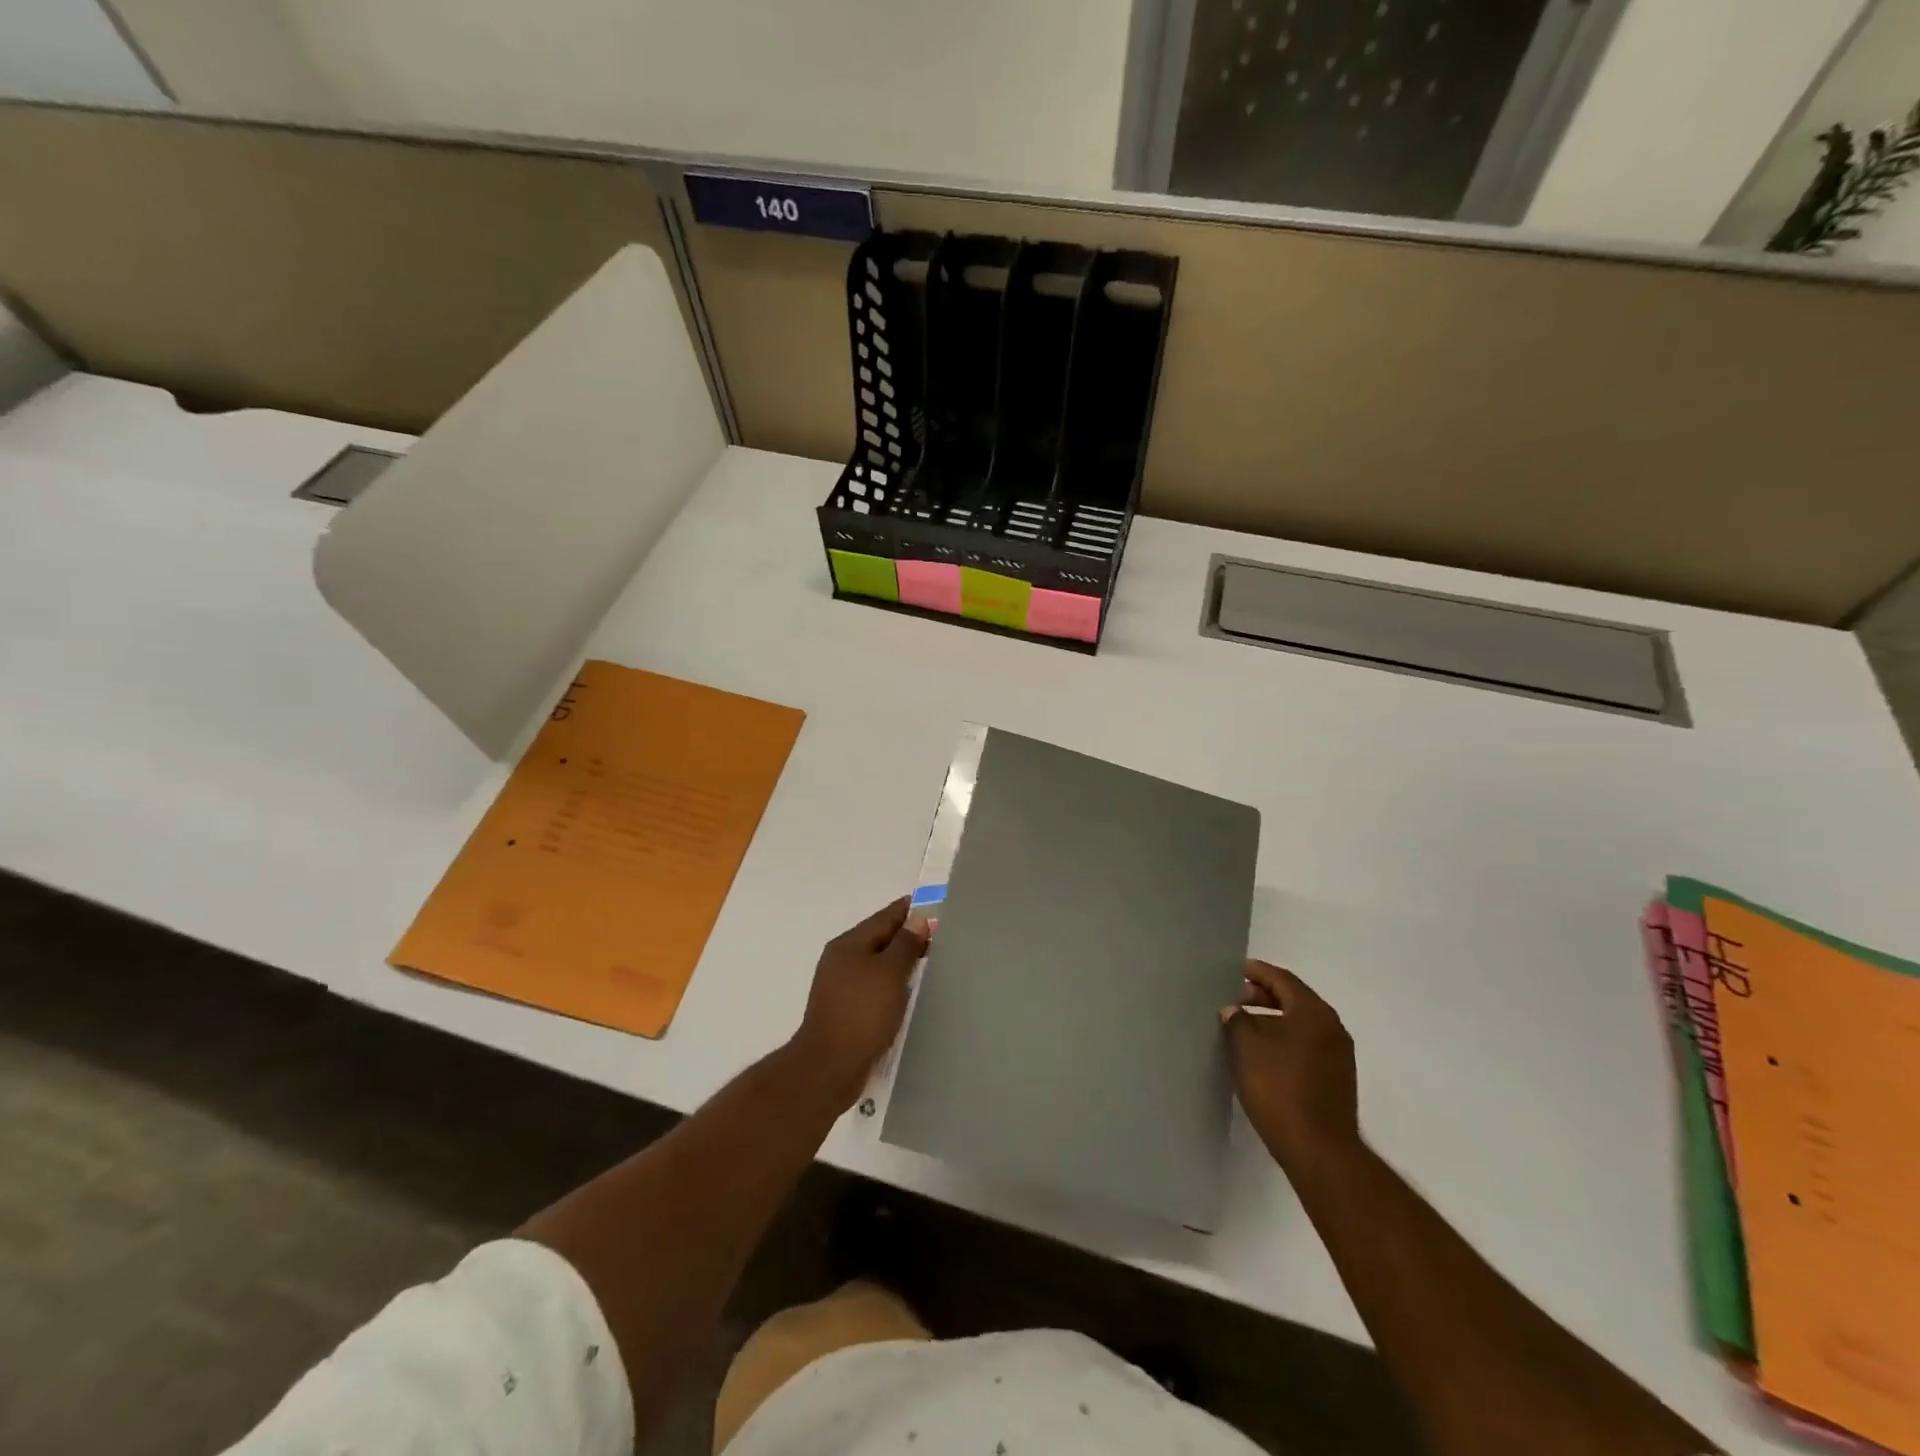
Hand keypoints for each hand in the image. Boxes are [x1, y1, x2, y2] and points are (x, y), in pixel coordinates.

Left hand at [789, 898, 931, 1111]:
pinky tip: (908, 994)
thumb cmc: (862, 1013)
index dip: (909, 911)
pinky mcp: (845, 1011)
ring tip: (928, 964)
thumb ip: (905, 944)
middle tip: (939, 937)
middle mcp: (841, 960)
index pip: (884, 917)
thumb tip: (917, 919)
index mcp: (849, 944)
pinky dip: (892, 985)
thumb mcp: (889, 973)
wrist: (829, 1067)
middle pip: (879, 939)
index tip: (934, 907)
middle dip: (906, 937)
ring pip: (877, 965)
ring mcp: (840, 987)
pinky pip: (874, 987)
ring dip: (899, 962)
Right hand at [1223, 960, 1359, 1174]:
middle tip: (1233, 999)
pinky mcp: (1335, 1079)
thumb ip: (1237, 1021)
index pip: (1282, 979)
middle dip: (1262, 997)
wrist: (1319, 1149)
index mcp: (1314, 1012)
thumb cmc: (1280, 1088)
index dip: (1256, 972)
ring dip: (1272, 1020)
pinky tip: (1261, 1053)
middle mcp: (1332, 1028)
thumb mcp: (1247, 1047)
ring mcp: (1338, 1055)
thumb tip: (1234, 1010)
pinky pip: (1306, 1045)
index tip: (1234, 971)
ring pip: (1300, 1024)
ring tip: (1242, 1027)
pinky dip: (1283, 1040)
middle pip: (1293, 1000)